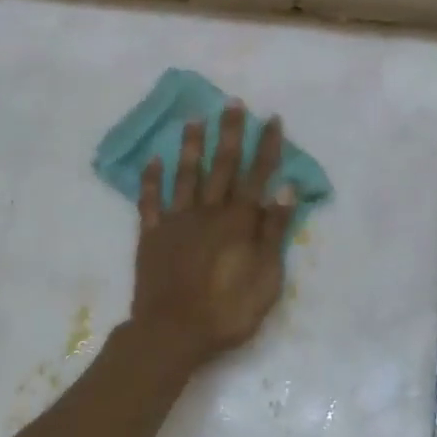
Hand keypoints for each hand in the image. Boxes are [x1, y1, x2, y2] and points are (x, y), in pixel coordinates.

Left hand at [131, 104, 294, 364]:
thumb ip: (274, 231)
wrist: (172, 332)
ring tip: (194, 118)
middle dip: (230, 133)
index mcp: (239, 221)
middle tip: (233, 103)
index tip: (271, 119)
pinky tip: (153, 160)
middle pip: (222, 166)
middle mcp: (208, 212)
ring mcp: (177, 221)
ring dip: (192, 146)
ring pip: (186, 175)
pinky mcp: (151, 235)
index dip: (266, 146)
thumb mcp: (266, 277)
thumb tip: (286, 189)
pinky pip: (150, 201)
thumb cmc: (227, 311)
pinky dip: (151, 180)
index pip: (258, 175)